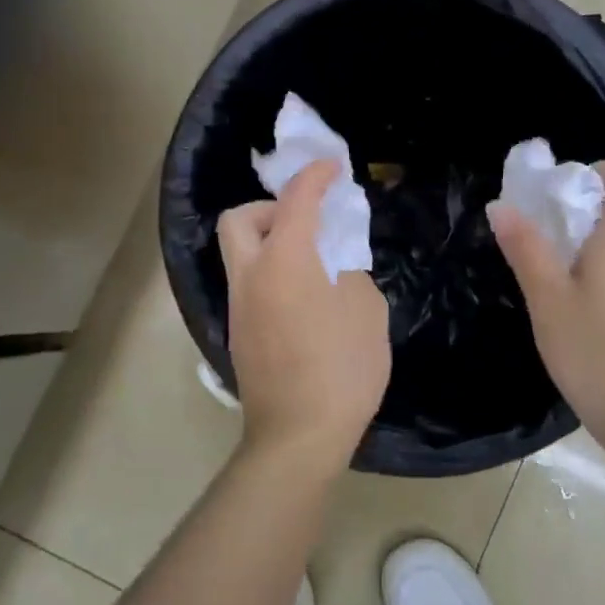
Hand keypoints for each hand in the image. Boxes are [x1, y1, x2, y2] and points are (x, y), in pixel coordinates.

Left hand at [218, 160, 391, 470]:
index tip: (331, 168)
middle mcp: (251, 276)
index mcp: (285, 261)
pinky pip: (247, 285)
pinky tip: (300, 300)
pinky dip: (268, 274)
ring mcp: (238, 307)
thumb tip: (335, 268)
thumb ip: (350, 275)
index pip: (295, 200)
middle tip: (304, 223)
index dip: (315, 177)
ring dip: (267, 242)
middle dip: (269, 207)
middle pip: (238, 219)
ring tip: (309, 263)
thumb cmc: (342, 368)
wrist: (298, 435)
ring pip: (238, 254)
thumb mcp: (366, 312)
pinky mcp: (238, 334)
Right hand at [490, 161, 604, 462]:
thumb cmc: (595, 351)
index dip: (602, 172)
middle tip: (543, 225)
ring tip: (549, 259)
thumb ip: (526, 248)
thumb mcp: (547, 298)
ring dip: (589, 233)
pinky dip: (599, 260)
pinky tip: (569, 293)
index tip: (561, 194)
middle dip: (584, 202)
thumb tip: (503, 205)